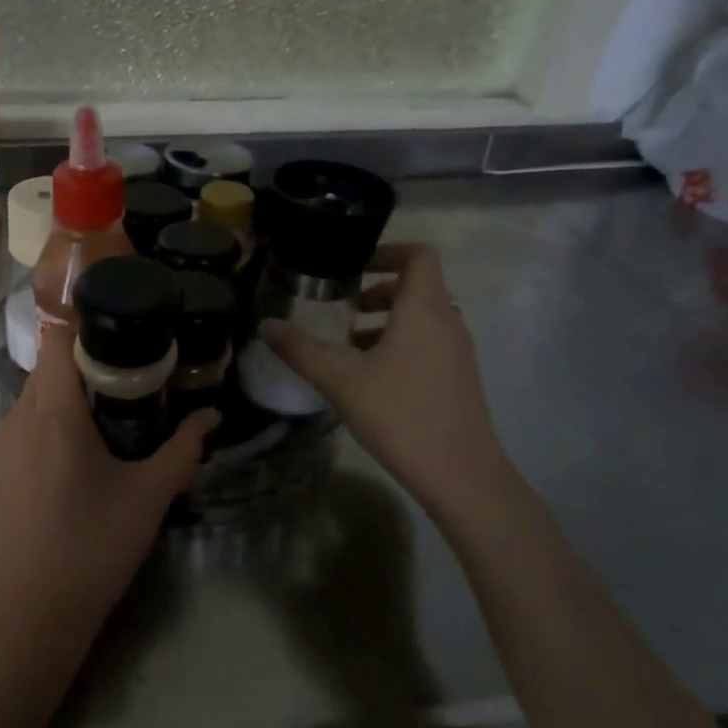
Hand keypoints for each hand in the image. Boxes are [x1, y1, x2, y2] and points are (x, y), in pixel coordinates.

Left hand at [0, 326, 216, 634]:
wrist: (35, 610)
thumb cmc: (97, 544)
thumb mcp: (150, 495)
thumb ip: (184, 449)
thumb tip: (212, 416)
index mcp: (55, 415)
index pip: (56, 343)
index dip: (80, 330)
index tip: (112, 338)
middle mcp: (17, 420)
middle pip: (44, 371)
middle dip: (77, 368)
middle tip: (117, 385)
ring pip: (27, 402)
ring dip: (56, 402)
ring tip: (92, 426)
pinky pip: (14, 434)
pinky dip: (37, 432)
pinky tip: (61, 468)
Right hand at [260, 244, 513, 520]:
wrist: (461, 475)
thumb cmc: (400, 414)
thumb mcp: (340, 379)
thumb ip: (300, 349)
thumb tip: (266, 325)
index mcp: (424, 310)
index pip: (419, 256)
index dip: (387, 252)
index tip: (353, 267)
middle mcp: (447, 323)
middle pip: (418, 287)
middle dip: (379, 290)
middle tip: (344, 307)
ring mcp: (457, 353)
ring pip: (422, 318)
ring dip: (387, 320)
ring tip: (349, 345)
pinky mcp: (458, 380)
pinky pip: (428, 344)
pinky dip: (400, 344)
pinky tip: (370, 378)